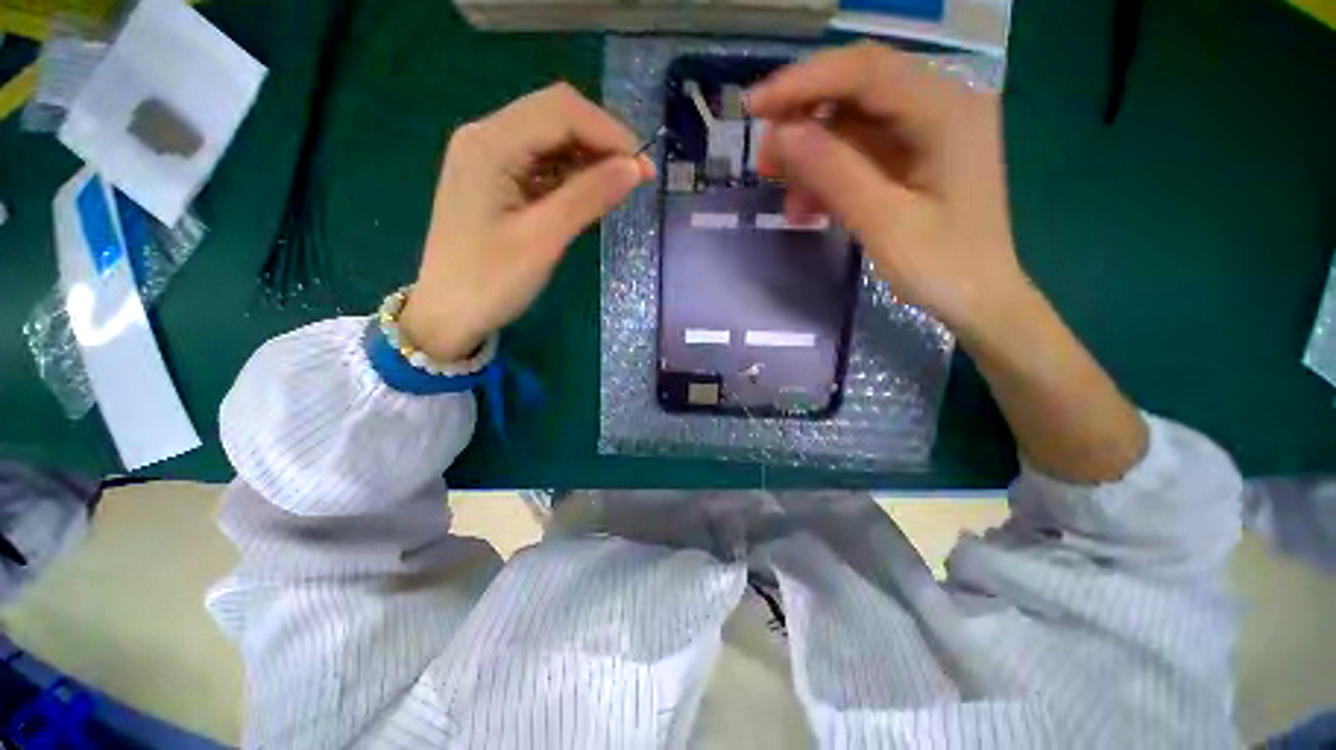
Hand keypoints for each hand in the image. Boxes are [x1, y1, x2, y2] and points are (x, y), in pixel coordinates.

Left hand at [400, 83, 654, 361]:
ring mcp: (489, 158)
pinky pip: (542, 162)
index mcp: (490, 143)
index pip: (561, 111)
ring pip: (551, 137)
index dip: (609, 132)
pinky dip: (572, 174)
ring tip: (619, 188)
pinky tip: (590, 195)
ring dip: (590, 157)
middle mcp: (486, 137)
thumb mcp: (543, 239)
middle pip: (556, 115)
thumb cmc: (491, 281)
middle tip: (636, 177)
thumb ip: (588, 197)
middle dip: (602, 141)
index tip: (643, 169)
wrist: (448, 314)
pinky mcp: (496, 180)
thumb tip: (635, 168)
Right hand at [747, 42, 1024, 338]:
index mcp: (947, 112)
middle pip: (857, 91)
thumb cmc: (942, 268)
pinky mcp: (915, 158)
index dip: (804, 82)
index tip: (754, 108)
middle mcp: (941, 106)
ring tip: (786, 198)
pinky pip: (861, 154)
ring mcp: (928, 133)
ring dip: (812, 158)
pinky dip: (830, 176)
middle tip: (765, 164)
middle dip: (804, 123)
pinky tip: (809, 208)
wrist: (980, 300)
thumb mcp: (884, 223)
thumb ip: (835, 173)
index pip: (865, 71)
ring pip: (853, 126)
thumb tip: (783, 135)